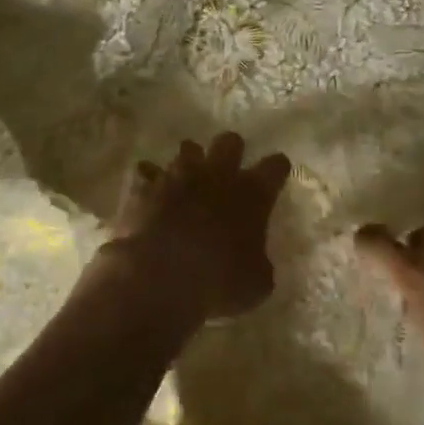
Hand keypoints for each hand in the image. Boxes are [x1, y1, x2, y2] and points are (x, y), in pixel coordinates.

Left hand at [107, 133, 291, 324]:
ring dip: (191, 162)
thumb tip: (256, 262)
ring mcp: (179, 176)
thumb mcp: (256, 283)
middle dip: (231, 151)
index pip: (275, 166)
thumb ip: (259, 263)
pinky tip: (151, 192)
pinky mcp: (146, 187)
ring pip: (189, 148)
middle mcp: (218, 174)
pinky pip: (148, 171)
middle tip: (229, 171)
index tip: (276, 175)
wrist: (158, 280)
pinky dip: (150, 180)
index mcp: (252, 193)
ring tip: (188, 181)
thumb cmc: (218, 283)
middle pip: (230, 141)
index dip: (277, 169)